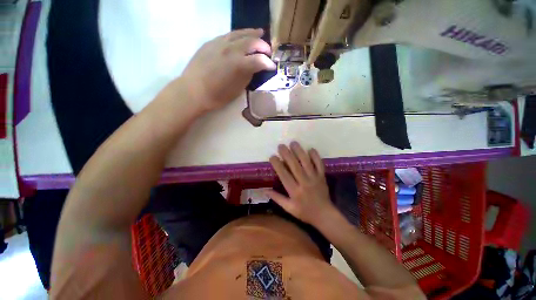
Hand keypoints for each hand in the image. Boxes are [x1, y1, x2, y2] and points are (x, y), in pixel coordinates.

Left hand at [180, 28, 275, 111]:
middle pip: (251, 42)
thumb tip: (253, 67)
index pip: (259, 60)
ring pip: (239, 33)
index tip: (273, 66)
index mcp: (239, 64)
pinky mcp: (211, 42)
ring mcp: (220, 43)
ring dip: (252, 33)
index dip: (268, 63)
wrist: (193, 91)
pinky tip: (240, 37)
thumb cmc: (217, 95)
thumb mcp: (238, 89)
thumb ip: (247, 75)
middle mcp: (231, 49)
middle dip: (263, 45)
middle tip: (268, 50)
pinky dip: (238, 35)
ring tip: (259, 33)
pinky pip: (228, 35)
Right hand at [267, 142, 335, 225]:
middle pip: (295, 166)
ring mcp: (314, 178)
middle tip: (281, 146)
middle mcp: (304, 182)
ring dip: (299, 152)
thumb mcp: (288, 208)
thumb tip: (264, 190)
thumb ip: (277, 198)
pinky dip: (316, 156)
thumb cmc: (304, 212)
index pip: (284, 175)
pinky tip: (310, 149)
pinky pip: (319, 164)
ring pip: (306, 163)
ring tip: (293, 143)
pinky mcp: (322, 177)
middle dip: (287, 154)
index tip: (272, 156)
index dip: (278, 165)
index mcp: (295, 191)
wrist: (324, 215)